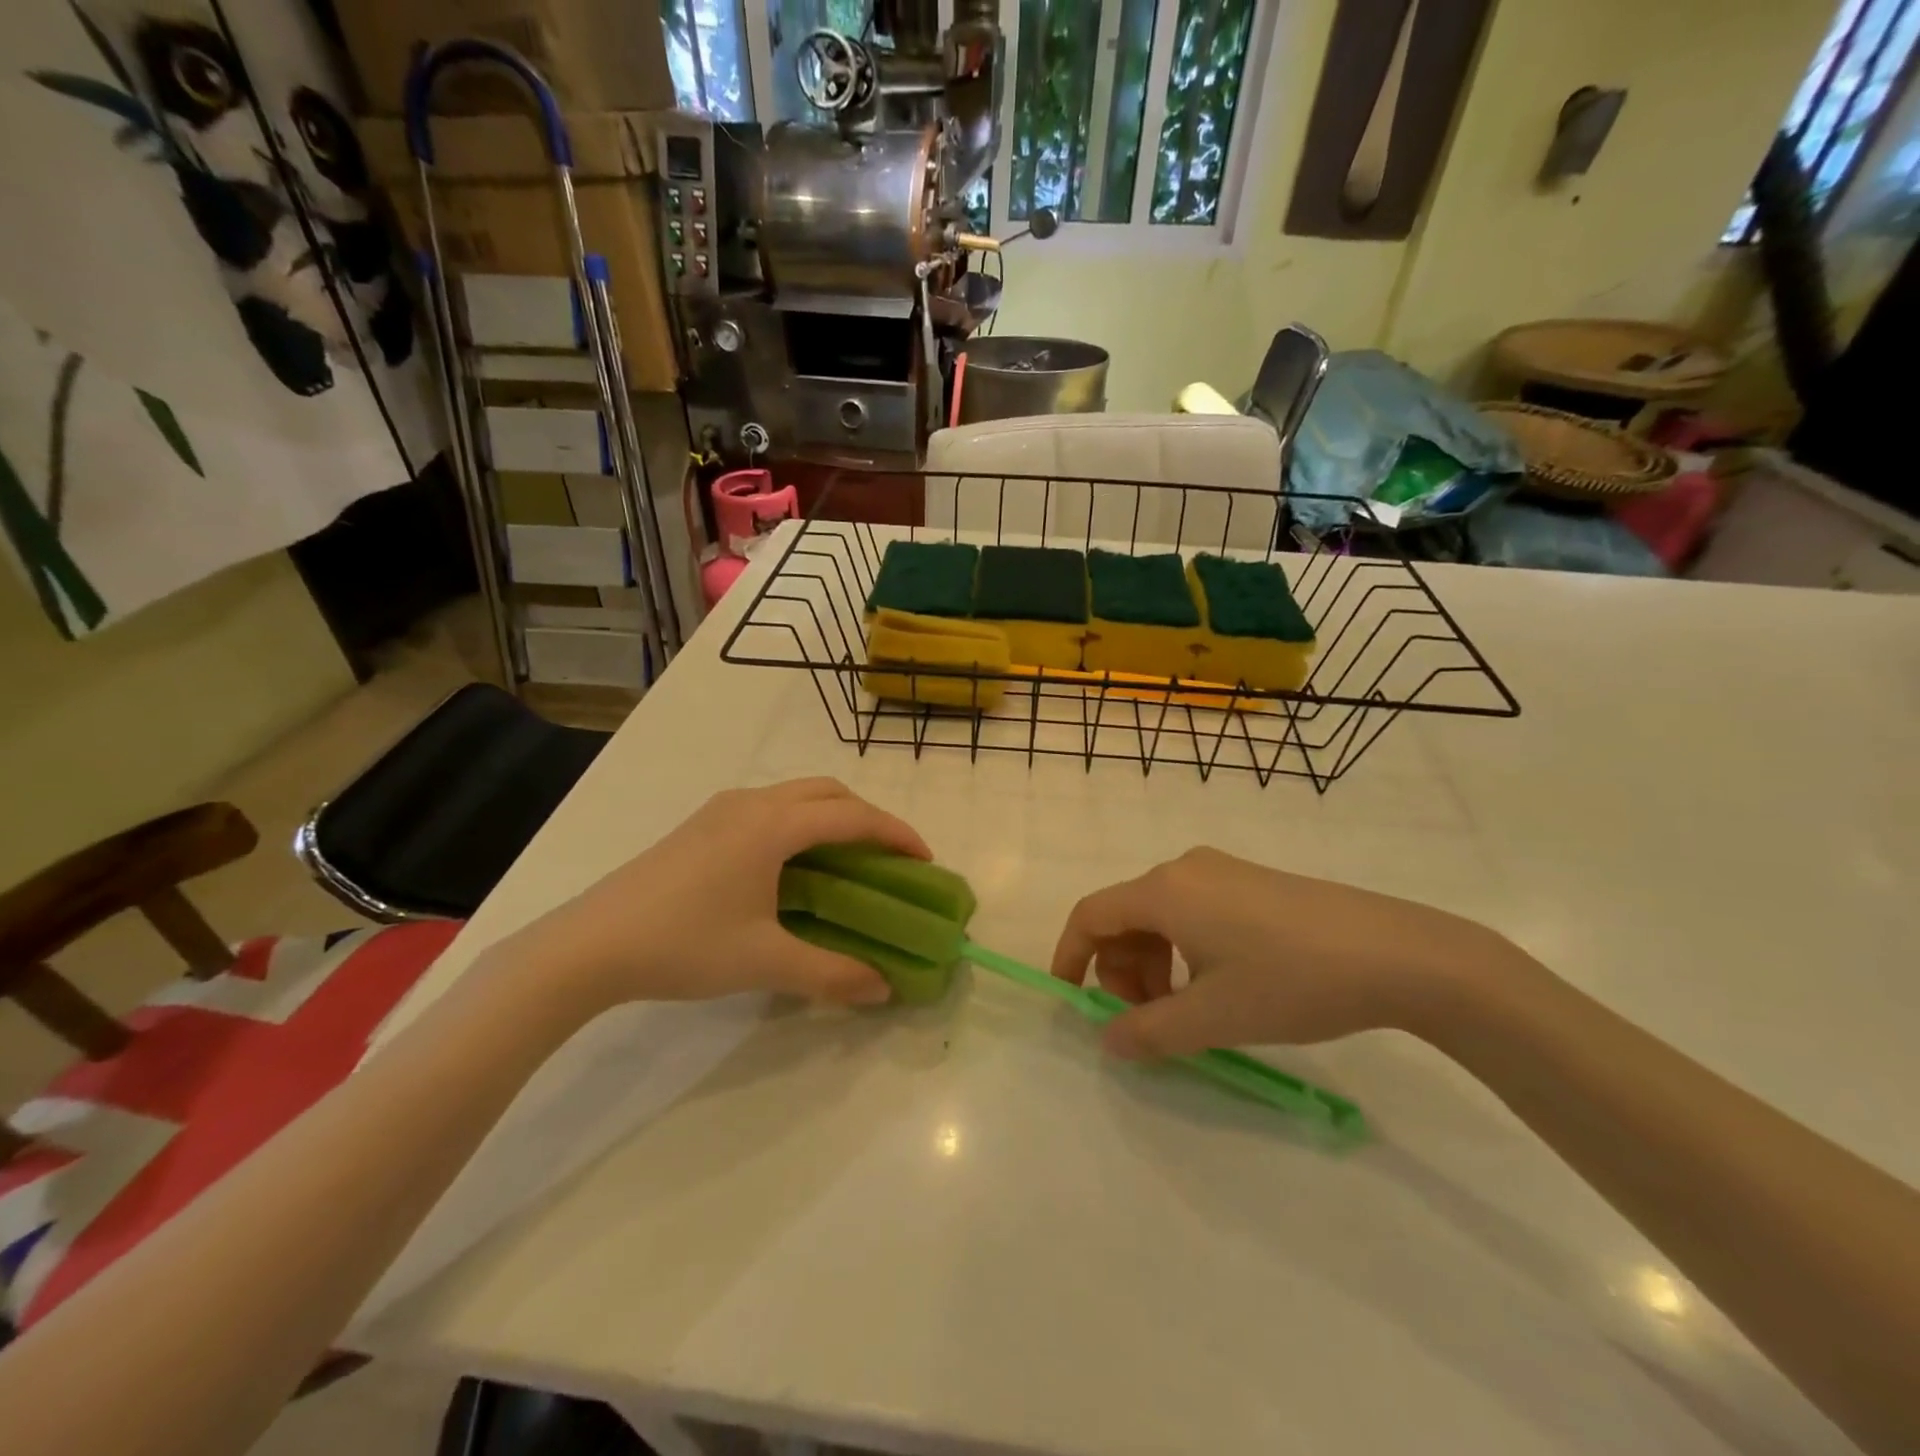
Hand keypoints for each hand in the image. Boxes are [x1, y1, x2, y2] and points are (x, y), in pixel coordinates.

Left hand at [497, 778, 929, 1012]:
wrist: (588, 945)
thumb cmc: (683, 944)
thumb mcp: (764, 962)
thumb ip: (831, 974)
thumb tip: (882, 988)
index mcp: (773, 825)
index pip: (852, 816)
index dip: (896, 833)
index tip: (924, 860)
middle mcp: (751, 803)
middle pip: (827, 792)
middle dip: (867, 817)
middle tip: (888, 858)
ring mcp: (721, 809)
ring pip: (795, 795)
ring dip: (831, 816)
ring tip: (848, 860)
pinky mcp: (700, 824)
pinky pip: (769, 808)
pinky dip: (800, 823)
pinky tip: (793, 866)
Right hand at [1051, 847, 1522, 1058]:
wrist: (1396, 953)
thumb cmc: (1291, 981)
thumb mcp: (1213, 1017)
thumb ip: (1149, 1031)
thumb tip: (1108, 1040)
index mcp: (1164, 891)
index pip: (1091, 914)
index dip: (1070, 955)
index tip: (1071, 999)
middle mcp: (1184, 869)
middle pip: (1125, 916)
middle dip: (1120, 969)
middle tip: (1144, 1019)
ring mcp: (1221, 871)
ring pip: (1160, 915)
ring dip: (1153, 963)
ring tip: (1183, 1010)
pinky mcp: (1251, 882)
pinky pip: (1193, 910)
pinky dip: (1183, 949)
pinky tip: (1217, 984)